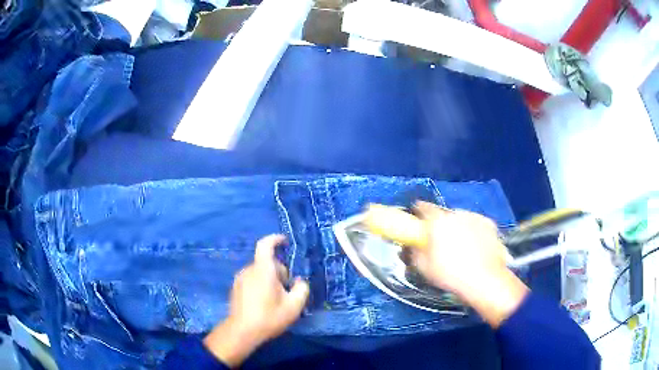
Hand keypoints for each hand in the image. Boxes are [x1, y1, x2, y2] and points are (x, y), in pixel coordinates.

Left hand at [203, 235, 308, 366]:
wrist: (242, 331)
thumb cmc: (269, 317)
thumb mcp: (294, 306)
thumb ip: (302, 289)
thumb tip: (300, 281)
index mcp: (263, 270)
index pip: (265, 245)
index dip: (275, 239)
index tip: (285, 241)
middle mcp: (249, 270)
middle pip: (267, 263)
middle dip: (280, 272)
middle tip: (288, 290)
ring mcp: (240, 279)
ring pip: (259, 272)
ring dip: (270, 279)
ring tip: (277, 299)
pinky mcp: (236, 288)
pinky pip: (251, 279)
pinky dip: (260, 285)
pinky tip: (264, 303)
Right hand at [411, 201, 528, 327]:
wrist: (485, 280)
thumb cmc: (450, 275)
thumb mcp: (423, 267)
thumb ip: (415, 251)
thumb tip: (413, 244)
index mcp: (438, 221)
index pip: (423, 207)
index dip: (418, 212)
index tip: (417, 220)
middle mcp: (456, 214)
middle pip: (444, 214)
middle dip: (440, 224)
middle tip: (440, 241)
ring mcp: (475, 217)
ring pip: (461, 219)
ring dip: (457, 227)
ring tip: (461, 246)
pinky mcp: (490, 224)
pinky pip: (476, 225)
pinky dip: (473, 231)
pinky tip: (475, 247)